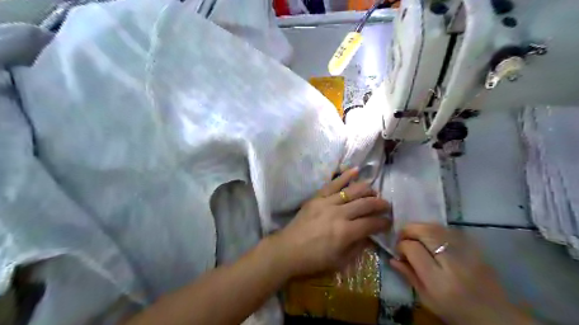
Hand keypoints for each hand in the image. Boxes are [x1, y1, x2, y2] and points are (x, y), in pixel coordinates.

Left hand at [274, 169, 391, 277]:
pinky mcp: (317, 197)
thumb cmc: (314, 259)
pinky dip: (345, 176)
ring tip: (375, 190)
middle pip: (365, 204)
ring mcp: (327, 203)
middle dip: (380, 204)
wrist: (288, 249)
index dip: (383, 222)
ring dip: (367, 189)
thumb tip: (370, 236)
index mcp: (346, 232)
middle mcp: (339, 214)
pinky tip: (356, 170)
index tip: (389, 222)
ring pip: (352, 191)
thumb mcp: (340, 261)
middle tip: (386, 205)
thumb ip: (358, 247)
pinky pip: (333, 184)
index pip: (371, 223)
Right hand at [391, 224, 535, 324]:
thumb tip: (392, 258)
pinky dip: (434, 229)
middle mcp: (452, 262)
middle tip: (403, 237)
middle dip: (408, 230)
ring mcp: (466, 251)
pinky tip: (431, 237)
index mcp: (439, 280)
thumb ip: (409, 276)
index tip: (399, 251)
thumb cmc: (456, 311)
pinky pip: (448, 229)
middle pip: (424, 232)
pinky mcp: (474, 247)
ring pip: (436, 226)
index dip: (401, 246)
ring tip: (414, 235)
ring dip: (420, 227)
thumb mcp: (427, 299)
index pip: (413, 249)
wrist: (496, 315)